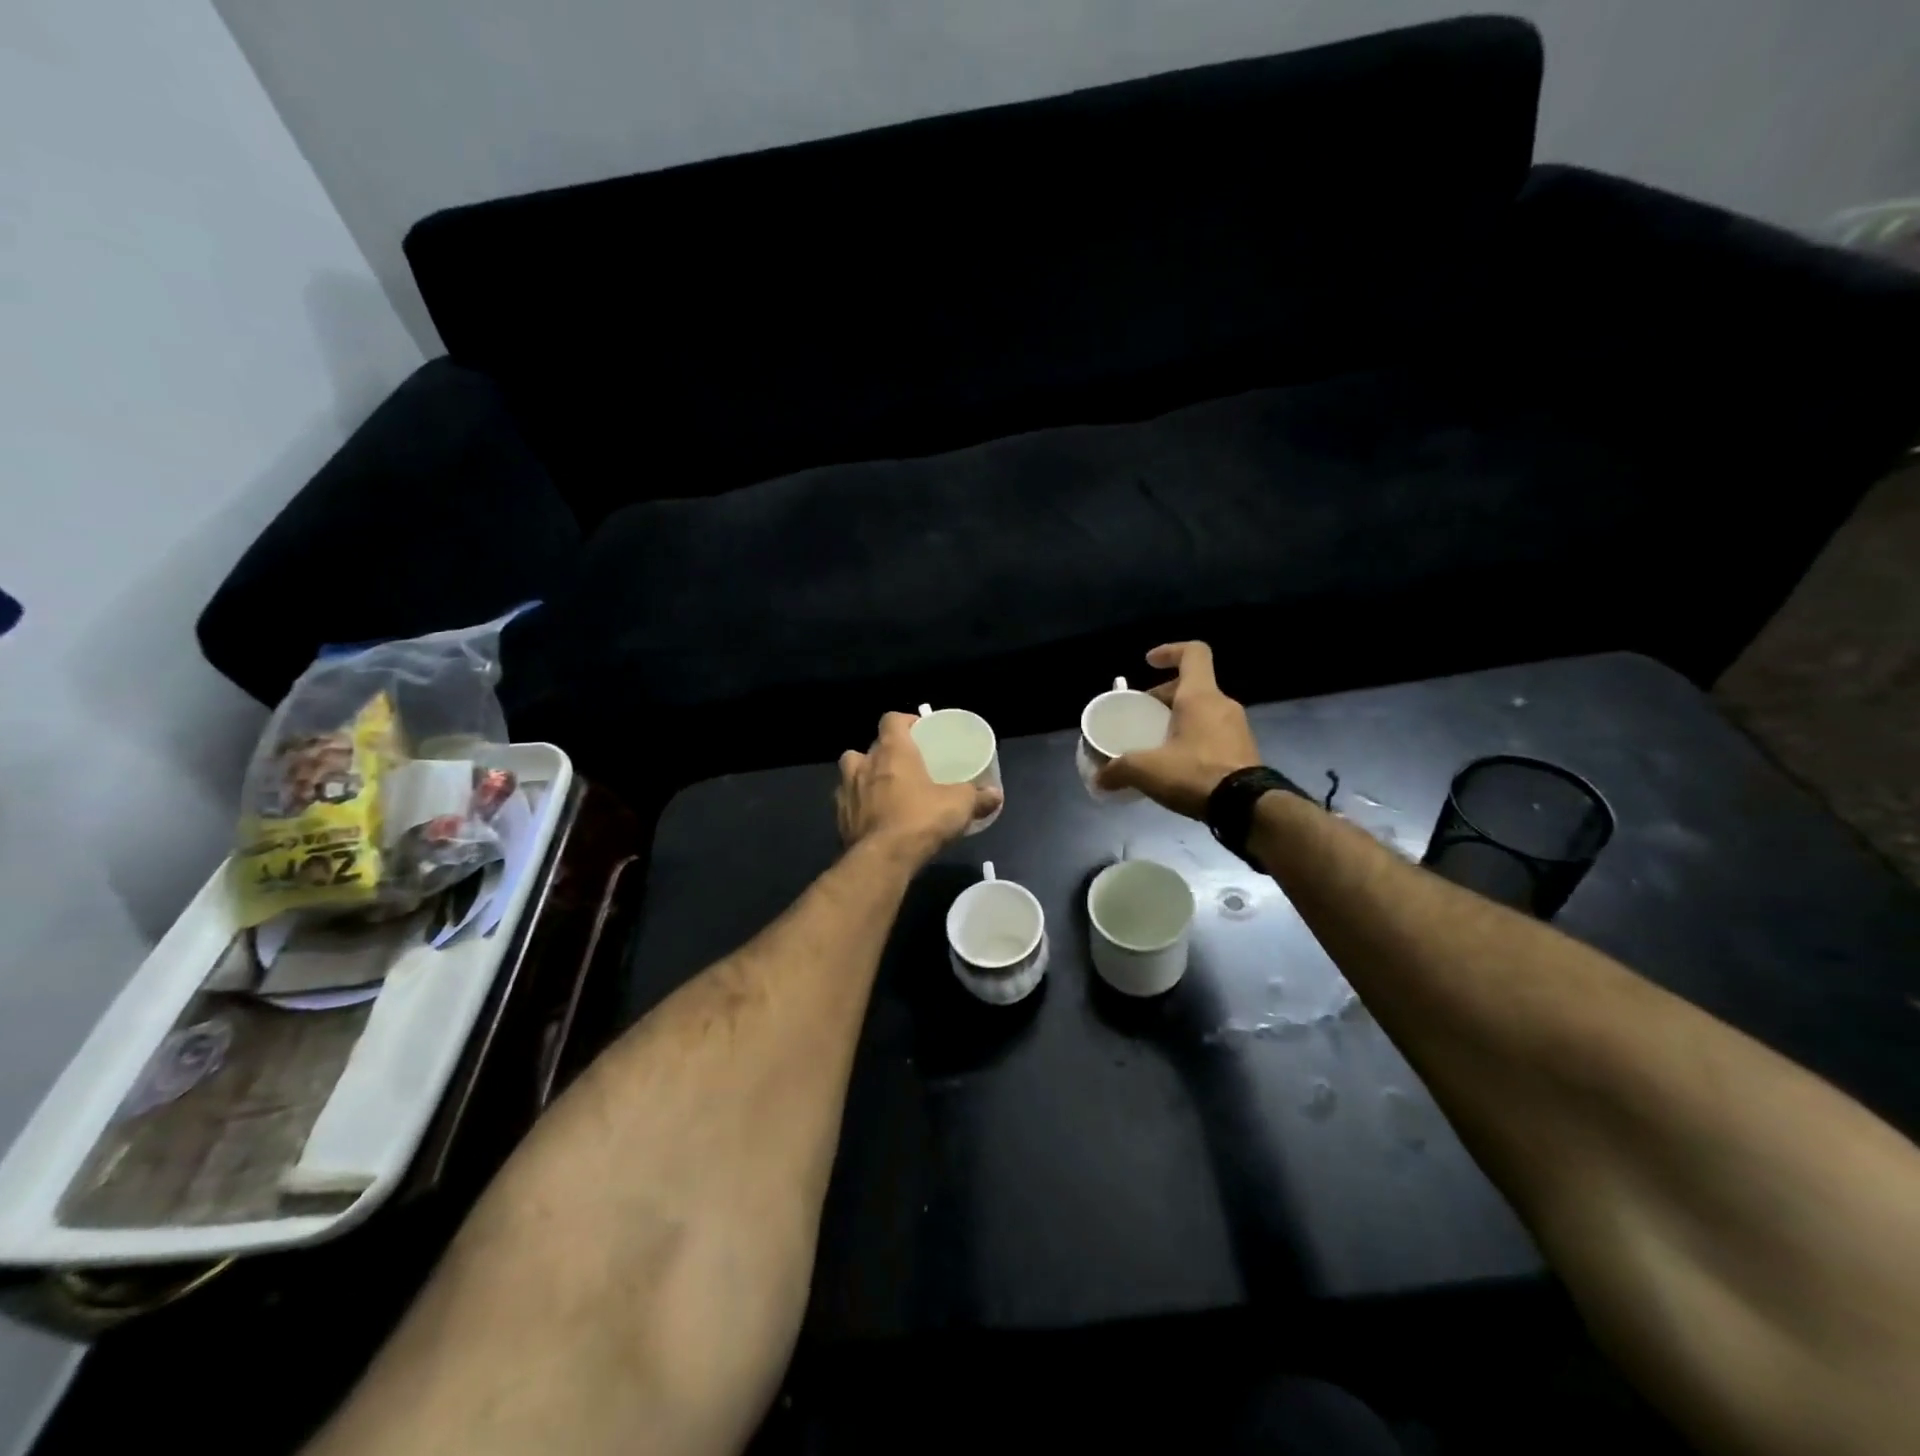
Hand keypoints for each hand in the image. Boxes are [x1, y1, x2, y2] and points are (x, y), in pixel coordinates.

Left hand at [838, 712, 1001, 860]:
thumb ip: (978, 797)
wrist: (882, 860)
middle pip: (869, 747)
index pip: (891, 719)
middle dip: (884, 753)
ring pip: (850, 772)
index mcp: (892, 751)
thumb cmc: (921, 820)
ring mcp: (846, 791)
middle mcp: (864, 764)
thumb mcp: (959, 806)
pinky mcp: (839, 818)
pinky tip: (874, 819)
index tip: (918, 731)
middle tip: (905, 766)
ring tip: (883, 790)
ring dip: (863, 777)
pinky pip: (847, 803)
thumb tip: (996, 794)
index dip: (904, 721)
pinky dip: (858, 806)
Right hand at [1096, 642, 1261, 819]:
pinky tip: (1177, 764)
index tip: (1148, 662)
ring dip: (1179, 719)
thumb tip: (1100, 778)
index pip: (1193, 653)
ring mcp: (1237, 728)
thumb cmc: (1196, 773)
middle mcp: (1222, 705)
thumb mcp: (1147, 770)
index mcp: (1200, 696)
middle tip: (1142, 714)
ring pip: (1202, 711)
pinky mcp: (1243, 751)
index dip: (1169, 651)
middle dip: (1164, 697)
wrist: (1247, 807)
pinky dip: (1193, 739)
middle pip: (1192, 686)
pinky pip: (1213, 733)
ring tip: (1156, 742)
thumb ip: (1119, 769)